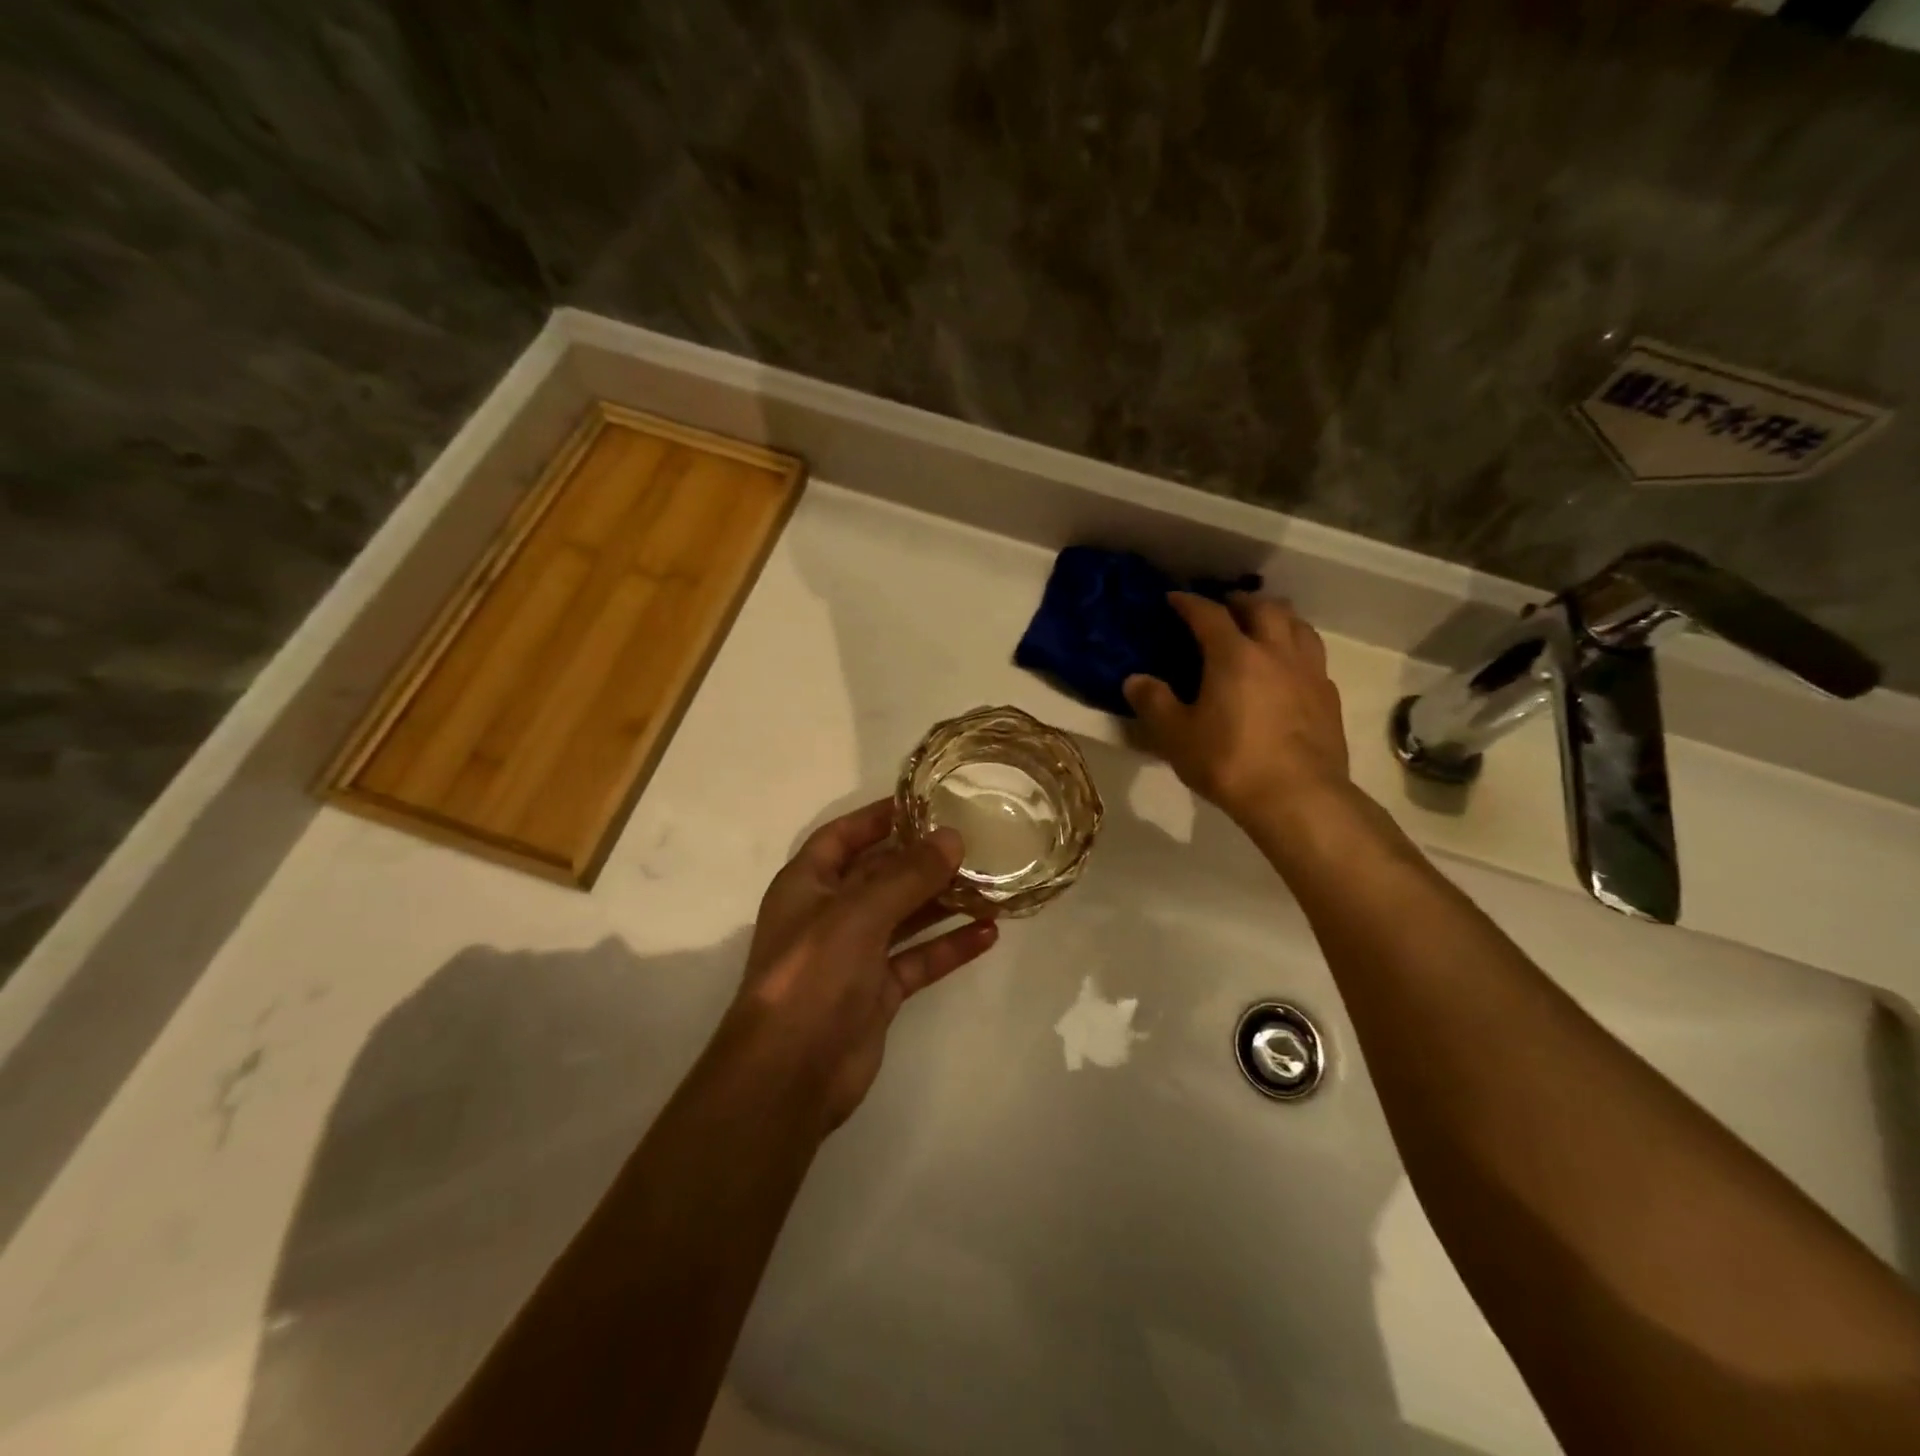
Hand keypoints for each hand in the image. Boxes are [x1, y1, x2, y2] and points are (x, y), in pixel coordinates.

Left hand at [720, 799, 997, 1132]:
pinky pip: (918, 959)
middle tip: (974, 840)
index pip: (844, 835)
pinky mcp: (877, 992)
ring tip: (991, 882)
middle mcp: (830, 913)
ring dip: (944, 901)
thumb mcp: (858, 914)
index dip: (879, 816)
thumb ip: (907, 875)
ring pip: (905, 916)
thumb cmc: (813, 976)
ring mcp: (854, 954)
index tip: (925, 800)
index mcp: (808, 884)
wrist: (790, 1075)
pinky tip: (988, 933)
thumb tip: (953, 837)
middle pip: (881, 874)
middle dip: (923, 859)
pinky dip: (949, 946)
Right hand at [1123, 592, 1348, 826]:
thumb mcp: (1176, 736)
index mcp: (1235, 655)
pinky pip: (1313, 656)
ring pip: (1298, 625)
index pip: (1209, 614)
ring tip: (1263, 626)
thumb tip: (1134, 680)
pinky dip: (1296, 649)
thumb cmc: (1229, 762)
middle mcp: (1275, 652)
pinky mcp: (1329, 696)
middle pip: (1263, 607)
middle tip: (1225, 607)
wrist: (1298, 797)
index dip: (1189, 603)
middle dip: (1240, 601)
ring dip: (1276, 617)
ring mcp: (1308, 671)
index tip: (1175, 598)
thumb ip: (1154, 703)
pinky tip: (1288, 668)